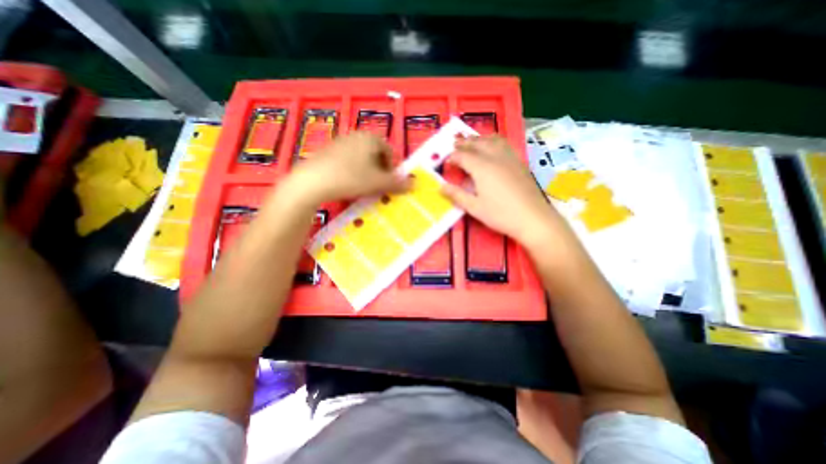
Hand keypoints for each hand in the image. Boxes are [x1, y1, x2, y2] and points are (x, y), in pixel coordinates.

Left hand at [286, 132, 410, 204]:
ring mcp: (340, 142)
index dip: (392, 168)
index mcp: (371, 138)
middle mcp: (356, 135)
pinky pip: (347, 160)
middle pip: (375, 154)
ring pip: (361, 158)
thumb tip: (414, 184)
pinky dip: (352, 171)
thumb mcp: (378, 183)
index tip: (389, 183)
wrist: (312, 181)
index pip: (389, 151)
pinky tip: (347, 183)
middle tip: (377, 186)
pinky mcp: (327, 151)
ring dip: (366, 172)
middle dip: (379, 171)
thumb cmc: (351, 178)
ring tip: (363, 187)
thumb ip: (397, 183)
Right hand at [438, 134, 560, 249]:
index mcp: (482, 168)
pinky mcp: (519, 162)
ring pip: (492, 140)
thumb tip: (440, 187)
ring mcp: (509, 157)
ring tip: (472, 141)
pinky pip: (504, 144)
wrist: (532, 218)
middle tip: (454, 145)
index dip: (452, 157)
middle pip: (477, 144)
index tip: (446, 161)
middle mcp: (495, 157)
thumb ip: (457, 195)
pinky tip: (493, 147)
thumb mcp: (474, 208)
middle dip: (464, 143)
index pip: (463, 156)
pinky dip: (493, 141)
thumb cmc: (500, 214)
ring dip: (479, 139)